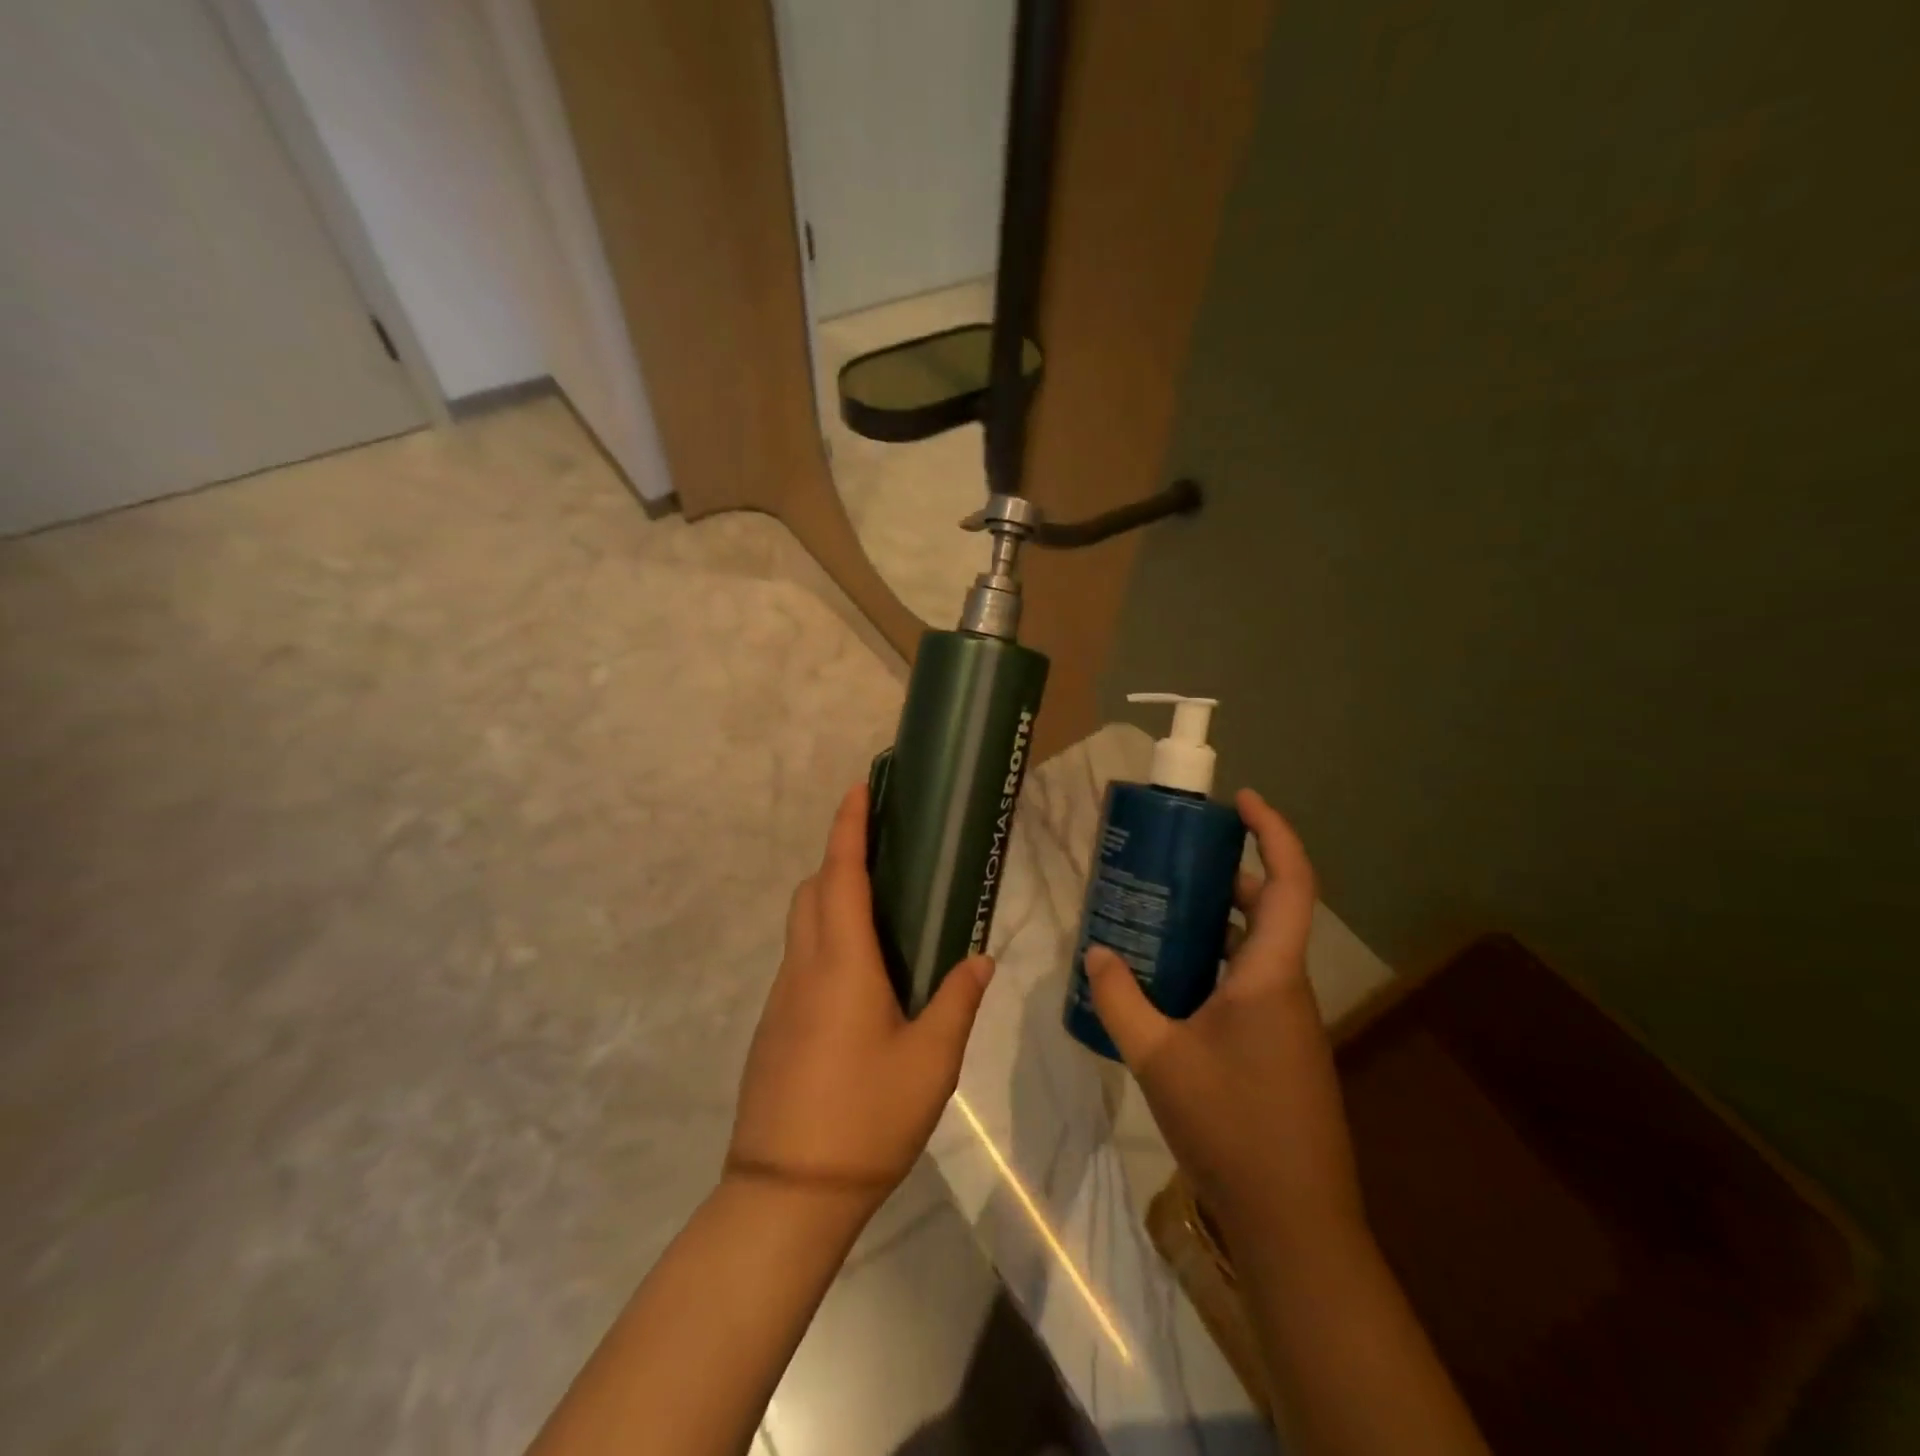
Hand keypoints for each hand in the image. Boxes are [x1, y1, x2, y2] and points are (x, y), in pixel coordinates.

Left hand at [727, 784, 993, 1215]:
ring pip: (801, 925)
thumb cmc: (865, 1117)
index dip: (848, 826)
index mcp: (842, 963)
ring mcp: (781, 997)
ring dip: (829, 898)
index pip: (841, 874)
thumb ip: (956, 1002)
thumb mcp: (931, 1062)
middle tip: (880, 850)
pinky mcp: (772, 1026)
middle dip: (838, 857)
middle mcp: (804, 967)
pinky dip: (823, 940)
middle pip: (812, 890)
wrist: (785, 1193)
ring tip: (876, 909)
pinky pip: (798, 960)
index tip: (859, 787)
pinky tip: (858, 978)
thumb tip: (979, 959)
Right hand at [1085, 790, 1363, 1248]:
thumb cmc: (1231, 1127)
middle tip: (1176, 858)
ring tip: (1161, 910)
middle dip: (1229, 874)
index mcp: (1270, 976)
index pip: (1290, 883)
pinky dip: (1215, 964)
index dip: (1273, 832)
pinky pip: (1248, 984)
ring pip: (1256, 949)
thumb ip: (1120, 1000)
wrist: (1292, 1222)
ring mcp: (1286, 1022)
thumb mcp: (1158, 1058)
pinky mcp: (1278, 1050)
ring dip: (1218, 921)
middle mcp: (1286, 988)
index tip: (1242, 800)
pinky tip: (1170, 982)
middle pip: (1270, 909)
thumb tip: (1095, 953)